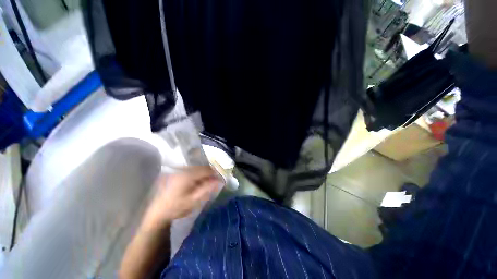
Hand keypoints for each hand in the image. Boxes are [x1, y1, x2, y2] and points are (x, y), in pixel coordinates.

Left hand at [142, 166, 219, 228]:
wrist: (158, 212)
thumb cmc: (176, 207)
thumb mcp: (194, 200)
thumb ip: (207, 189)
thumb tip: (219, 180)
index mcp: (187, 176)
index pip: (206, 170)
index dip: (215, 173)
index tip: (220, 179)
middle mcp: (183, 170)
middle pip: (201, 167)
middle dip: (210, 173)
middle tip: (214, 182)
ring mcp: (178, 171)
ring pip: (196, 168)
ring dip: (204, 174)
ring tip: (207, 183)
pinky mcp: (176, 174)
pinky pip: (191, 170)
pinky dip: (197, 175)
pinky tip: (197, 182)